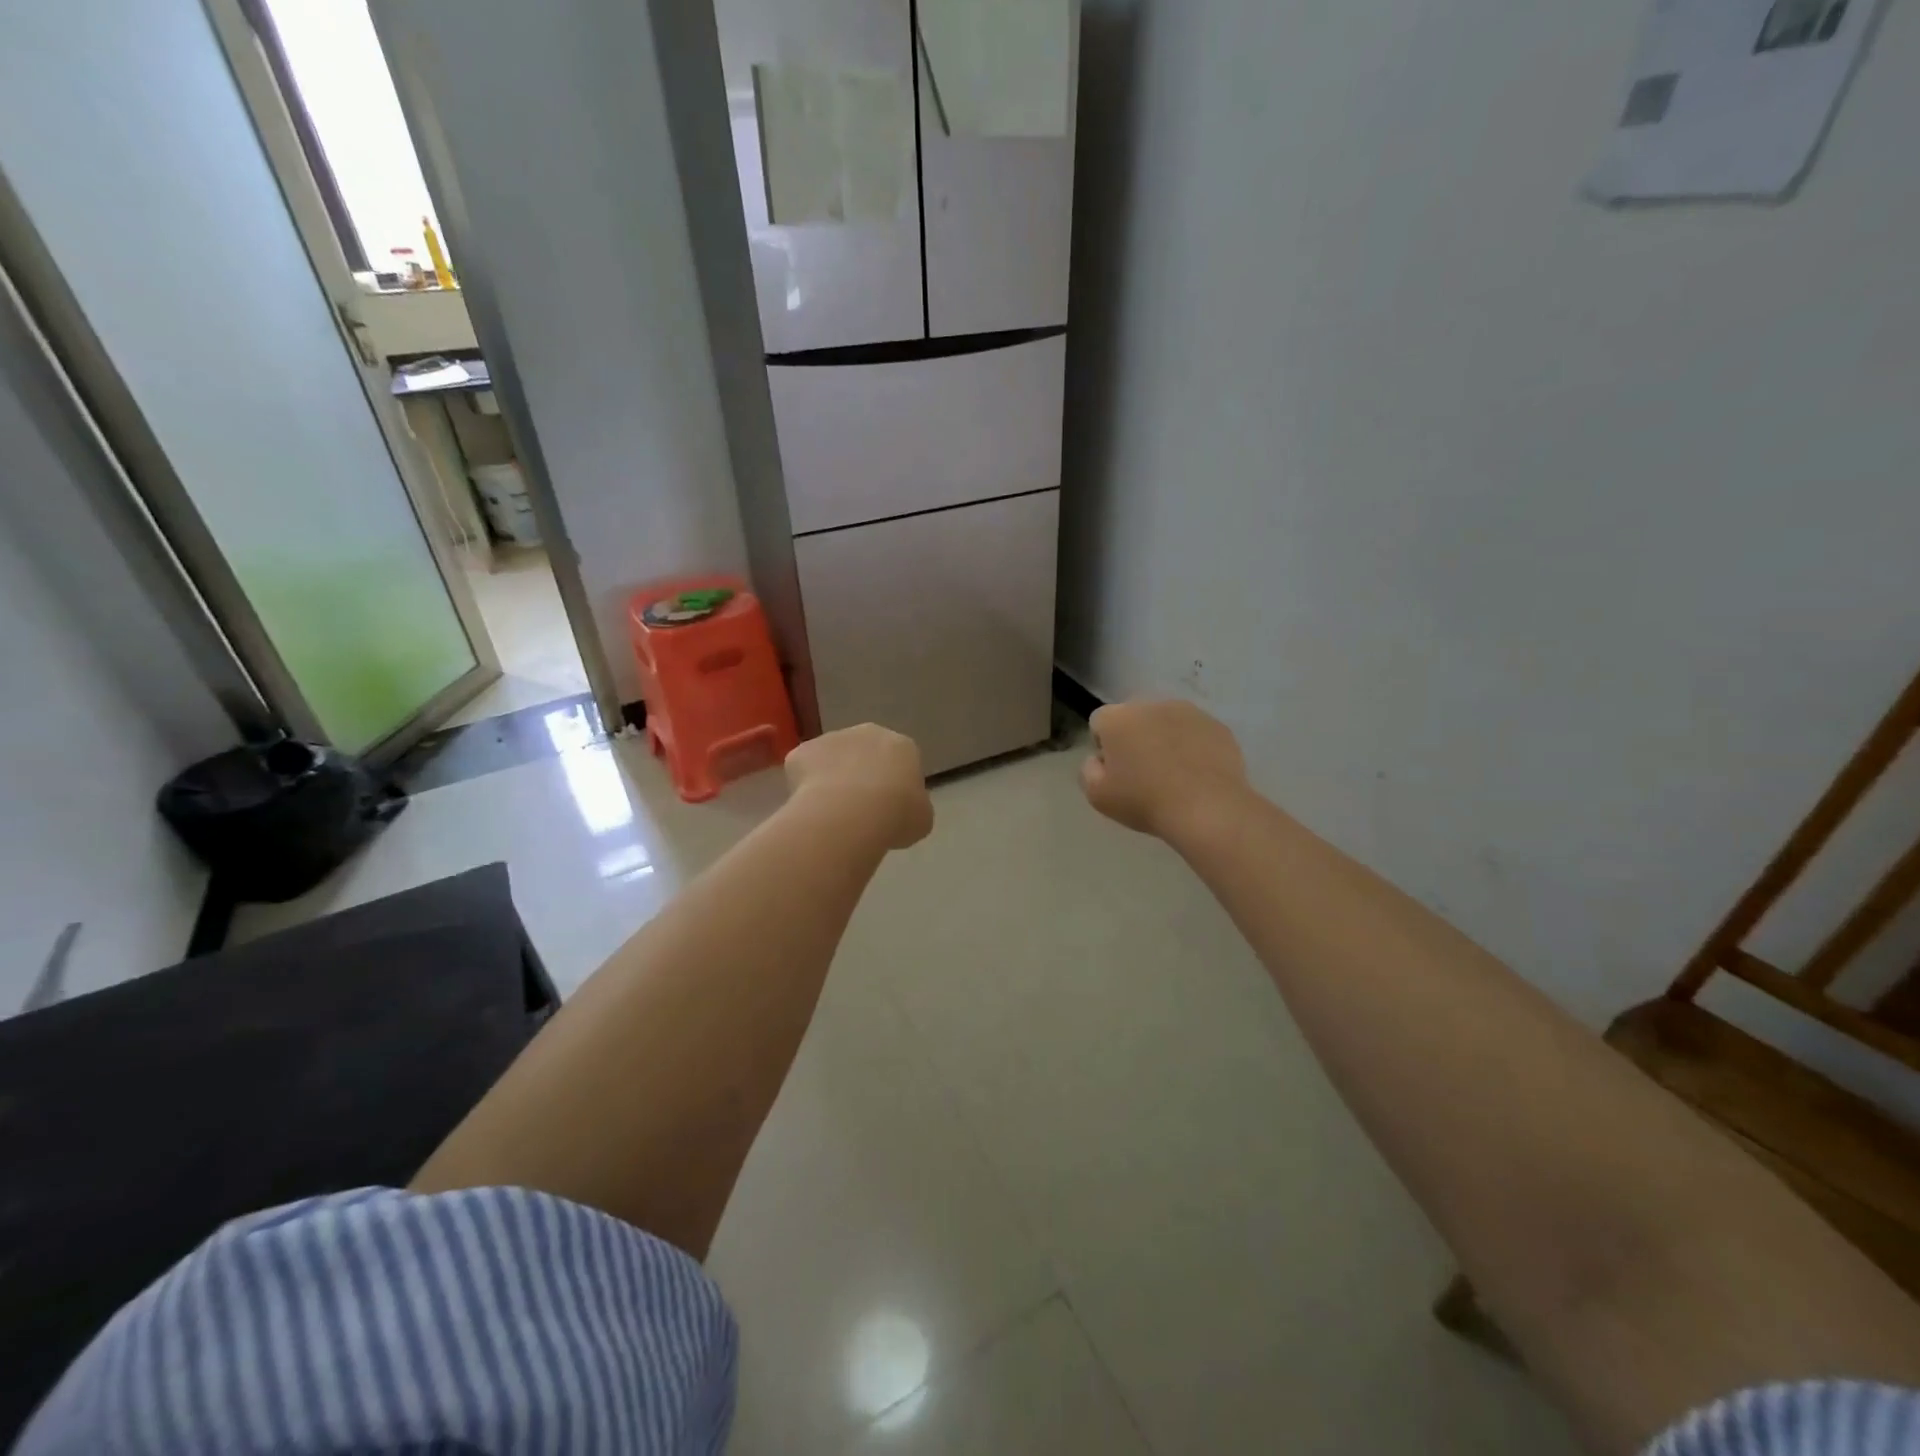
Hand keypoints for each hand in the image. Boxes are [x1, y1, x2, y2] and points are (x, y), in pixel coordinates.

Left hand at [785, 724, 933, 850]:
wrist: (850, 814)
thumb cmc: (896, 815)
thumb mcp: (921, 819)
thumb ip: (914, 807)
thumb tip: (903, 809)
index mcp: (902, 746)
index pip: (900, 761)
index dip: (893, 785)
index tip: (888, 809)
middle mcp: (867, 732)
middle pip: (863, 753)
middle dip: (860, 774)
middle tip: (858, 809)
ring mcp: (831, 738)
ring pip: (831, 759)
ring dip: (831, 778)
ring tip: (831, 813)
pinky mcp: (802, 750)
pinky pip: (803, 769)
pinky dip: (804, 786)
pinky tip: (810, 808)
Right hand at [1081, 699, 1249, 840]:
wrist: (1208, 810)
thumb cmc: (1145, 802)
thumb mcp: (1098, 796)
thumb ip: (1088, 770)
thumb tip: (1099, 759)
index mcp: (1117, 718)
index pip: (1099, 722)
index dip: (1104, 747)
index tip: (1115, 772)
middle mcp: (1151, 705)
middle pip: (1134, 718)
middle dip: (1135, 738)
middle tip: (1143, 774)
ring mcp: (1188, 712)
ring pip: (1167, 722)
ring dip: (1165, 740)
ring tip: (1174, 775)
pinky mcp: (1217, 726)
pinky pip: (1196, 733)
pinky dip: (1193, 747)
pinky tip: (1197, 775)